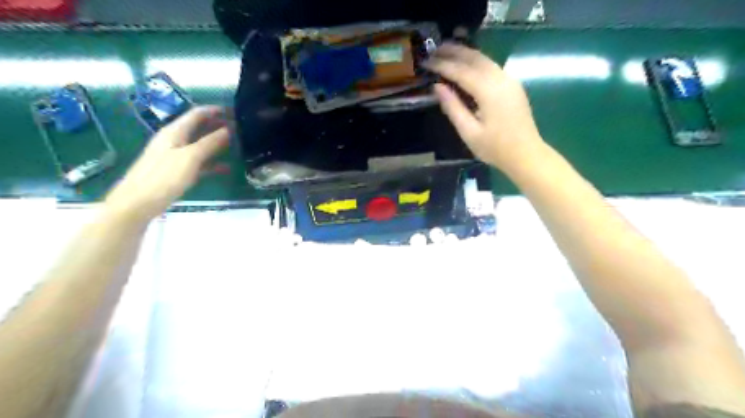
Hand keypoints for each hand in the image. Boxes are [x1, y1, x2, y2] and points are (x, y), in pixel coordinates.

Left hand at [105, 105, 231, 222]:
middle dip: (218, 126)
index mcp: (175, 132)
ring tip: (238, 146)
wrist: (138, 203)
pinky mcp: (178, 171)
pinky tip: (226, 169)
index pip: (197, 114)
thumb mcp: (190, 157)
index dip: (215, 110)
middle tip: (240, 129)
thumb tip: (229, 129)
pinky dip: (213, 163)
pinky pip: (199, 163)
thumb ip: (210, 143)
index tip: (236, 111)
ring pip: (201, 145)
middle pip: (199, 128)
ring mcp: (176, 156)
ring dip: (217, 144)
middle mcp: (175, 140)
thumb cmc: (164, 177)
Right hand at [427, 43, 545, 168]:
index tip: (426, 62)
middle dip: (453, 51)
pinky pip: (491, 65)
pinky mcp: (512, 84)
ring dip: (465, 53)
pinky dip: (476, 61)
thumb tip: (437, 87)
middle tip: (434, 49)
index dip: (442, 65)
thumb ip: (452, 107)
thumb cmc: (495, 148)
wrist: (526, 154)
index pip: (461, 71)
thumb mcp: (469, 132)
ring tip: (446, 51)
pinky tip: (466, 63)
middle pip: (474, 58)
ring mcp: (509, 80)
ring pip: (484, 59)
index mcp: (488, 91)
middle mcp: (500, 79)